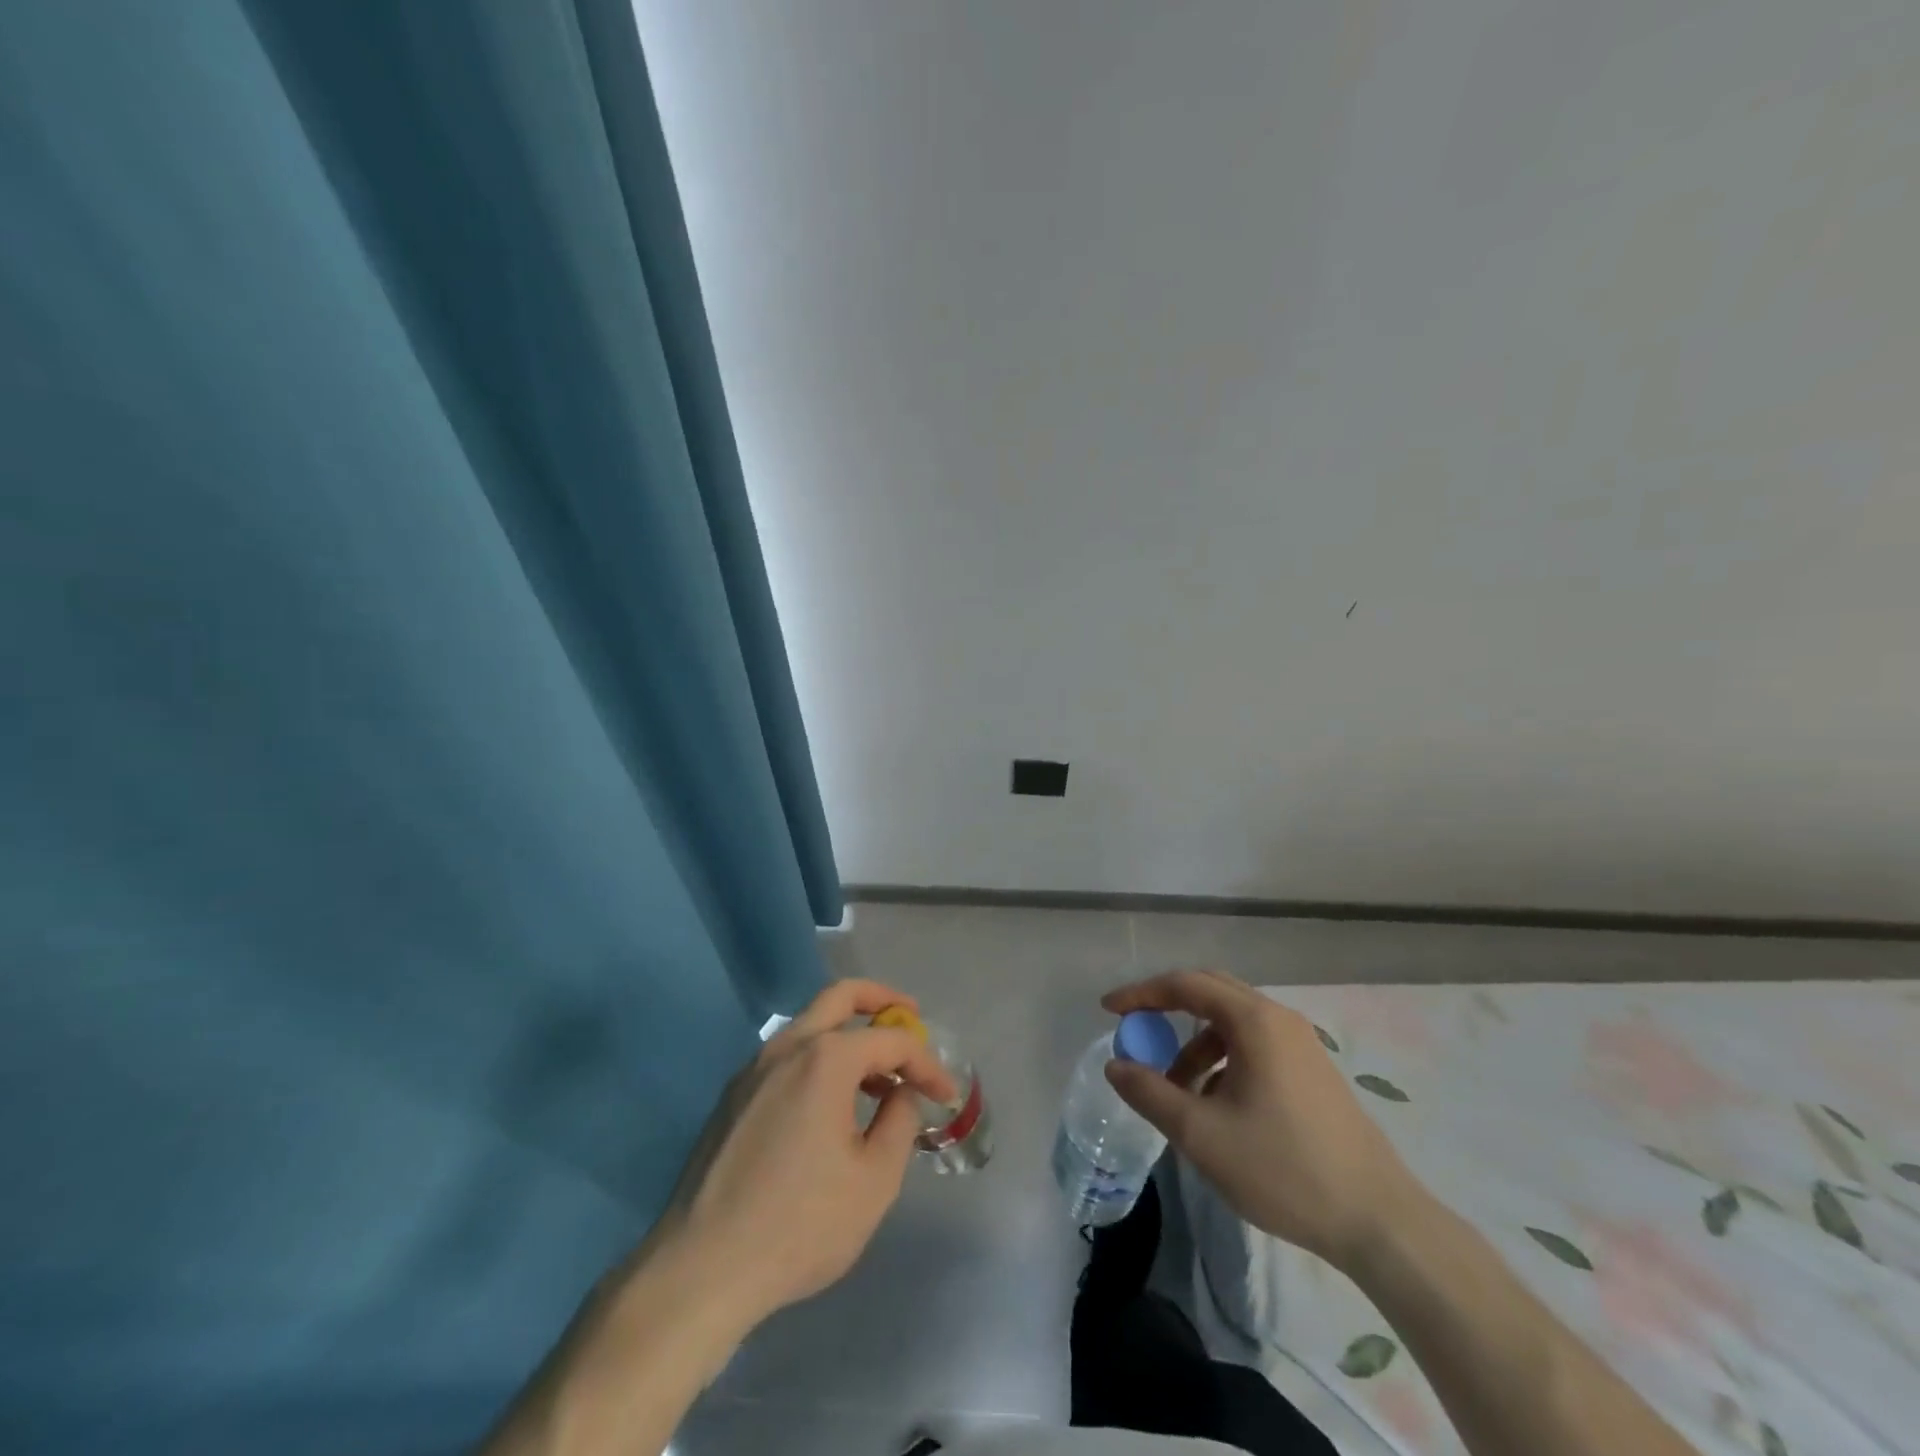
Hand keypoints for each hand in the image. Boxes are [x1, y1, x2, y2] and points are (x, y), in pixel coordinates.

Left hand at [630, 978, 956, 1332]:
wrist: (702, 1269)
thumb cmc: (800, 1224)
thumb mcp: (874, 1180)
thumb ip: (899, 1122)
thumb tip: (900, 1093)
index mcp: (825, 1059)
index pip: (891, 1041)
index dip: (927, 1064)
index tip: (946, 1094)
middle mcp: (786, 1047)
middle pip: (841, 997)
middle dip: (882, 999)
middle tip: (911, 1016)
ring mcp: (752, 1069)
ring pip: (810, 1025)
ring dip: (849, 1033)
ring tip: (877, 1074)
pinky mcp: (732, 1097)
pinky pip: (786, 1057)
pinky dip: (819, 1059)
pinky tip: (830, 1103)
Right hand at [1103, 969, 1418, 1269]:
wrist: (1379, 1221)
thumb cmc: (1283, 1169)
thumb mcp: (1201, 1134)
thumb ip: (1150, 1093)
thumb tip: (1116, 1065)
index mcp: (1253, 1021)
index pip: (1185, 985)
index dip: (1141, 993)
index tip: (1108, 1010)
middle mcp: (1278, 1018)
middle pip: (1210, 991)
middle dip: (1166, 1008)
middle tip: (1136, 1031)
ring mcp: (1301, 1044)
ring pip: (1232, 1023)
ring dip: (1195, 1044)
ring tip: (1176, 1090)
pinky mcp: (1312, 1070)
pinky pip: (1253, 1045)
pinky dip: (1222, 1060)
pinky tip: (1216, 1106)